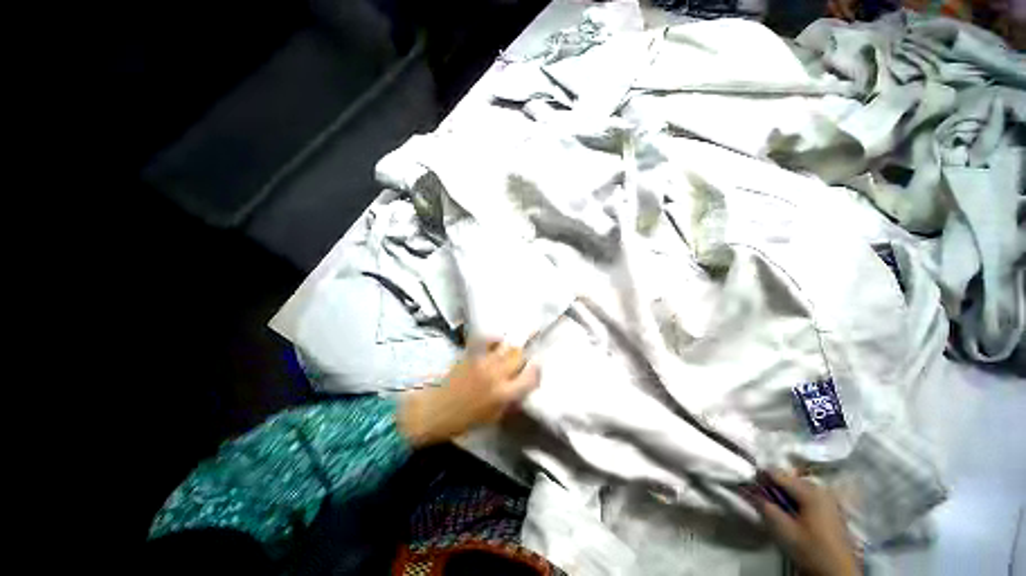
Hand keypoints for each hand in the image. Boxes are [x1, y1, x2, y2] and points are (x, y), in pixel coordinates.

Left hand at [397, 341, 539, 446]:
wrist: (435, 411)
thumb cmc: (465, 420)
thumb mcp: (494, 417)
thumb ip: (510, 401)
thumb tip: (522, 389)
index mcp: (504, 394)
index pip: (530, 377)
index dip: (536, 371)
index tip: (536, 368)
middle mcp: (496, 374)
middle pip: (519, 356)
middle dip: (523, 357)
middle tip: (522, 360)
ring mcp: (483, 361)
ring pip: (506, 346)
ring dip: (511, 348)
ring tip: (511, 350)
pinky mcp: (471, 354)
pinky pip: (486, 339)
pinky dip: (494, 338)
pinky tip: (497, 341)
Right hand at [750, 471, 859, 575]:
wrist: (837, 572)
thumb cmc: (810, 549)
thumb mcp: (783, 530)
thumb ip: (766, 507)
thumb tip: (751, 491)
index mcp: (810, 492)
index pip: (780, 475)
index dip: (762, 474)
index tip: (749, 477)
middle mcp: (822, 491)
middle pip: (792, 480)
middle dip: (776, 484)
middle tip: (761, 492)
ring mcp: (831, 501)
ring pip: (802, 489)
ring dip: (787, 492)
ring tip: (776, 502)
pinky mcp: (834, 512)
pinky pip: (811, 497)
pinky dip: (798, 499)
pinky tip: (793, 511)